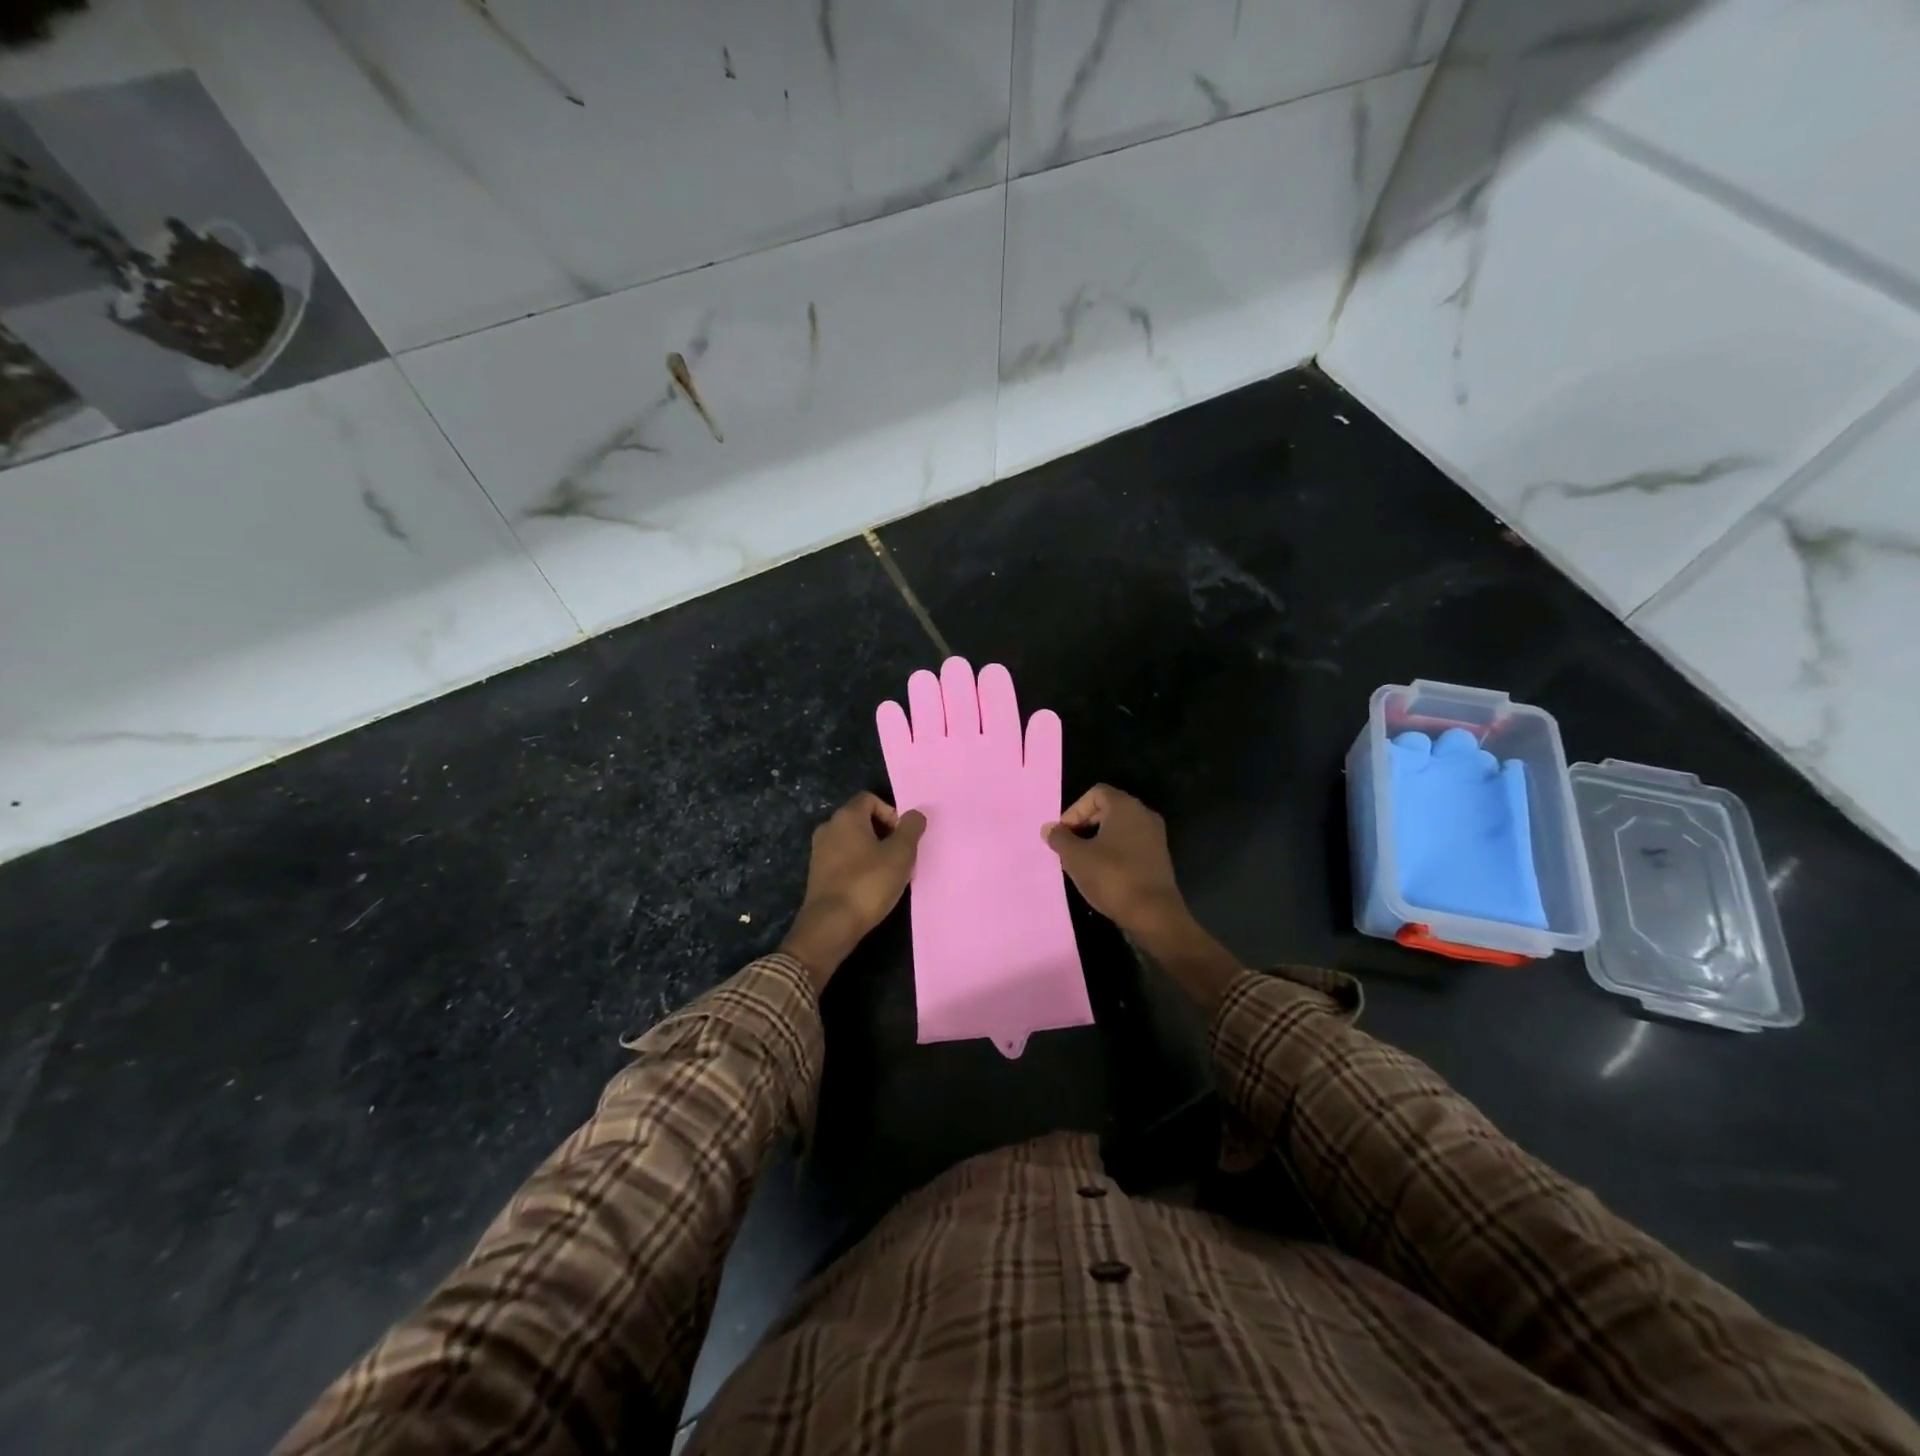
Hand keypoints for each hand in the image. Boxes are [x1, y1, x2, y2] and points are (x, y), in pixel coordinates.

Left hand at [781, 792, 926, 989]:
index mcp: (846, 817)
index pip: (870, 799)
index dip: (891, 812)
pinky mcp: (818, 874)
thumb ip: (911, 829)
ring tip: (890, 874)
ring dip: (874, 852)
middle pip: (861, 819)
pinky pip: (844, 860)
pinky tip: (872, 887)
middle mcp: (828, 828)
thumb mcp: (900, 855)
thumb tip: (915, 814)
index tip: (903, 836)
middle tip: (901, 856)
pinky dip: (859, 866)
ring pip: (853, 841)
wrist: (830, 926)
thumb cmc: (868, 884)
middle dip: (885, 833)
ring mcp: (819, 852)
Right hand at [1044, 785, 1189, 940]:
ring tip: (1082, 861)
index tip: (1063, 833)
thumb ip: (1059, 839)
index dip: (1075, 810)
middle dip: (1084, 824)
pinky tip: (1102, 873)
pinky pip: (1131, 844)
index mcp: (1125, 806)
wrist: (1153, 914)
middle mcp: (1144, 815)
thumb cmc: (1112, 877)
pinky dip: (1114, 852)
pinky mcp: (1159, 857)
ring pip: (1119, 829)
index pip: (1096, 793)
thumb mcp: (1076, 857)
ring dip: (1097, 840)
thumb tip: (1049, 828)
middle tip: (1069, 847)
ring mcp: (1155, 836)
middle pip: (1108, 809)